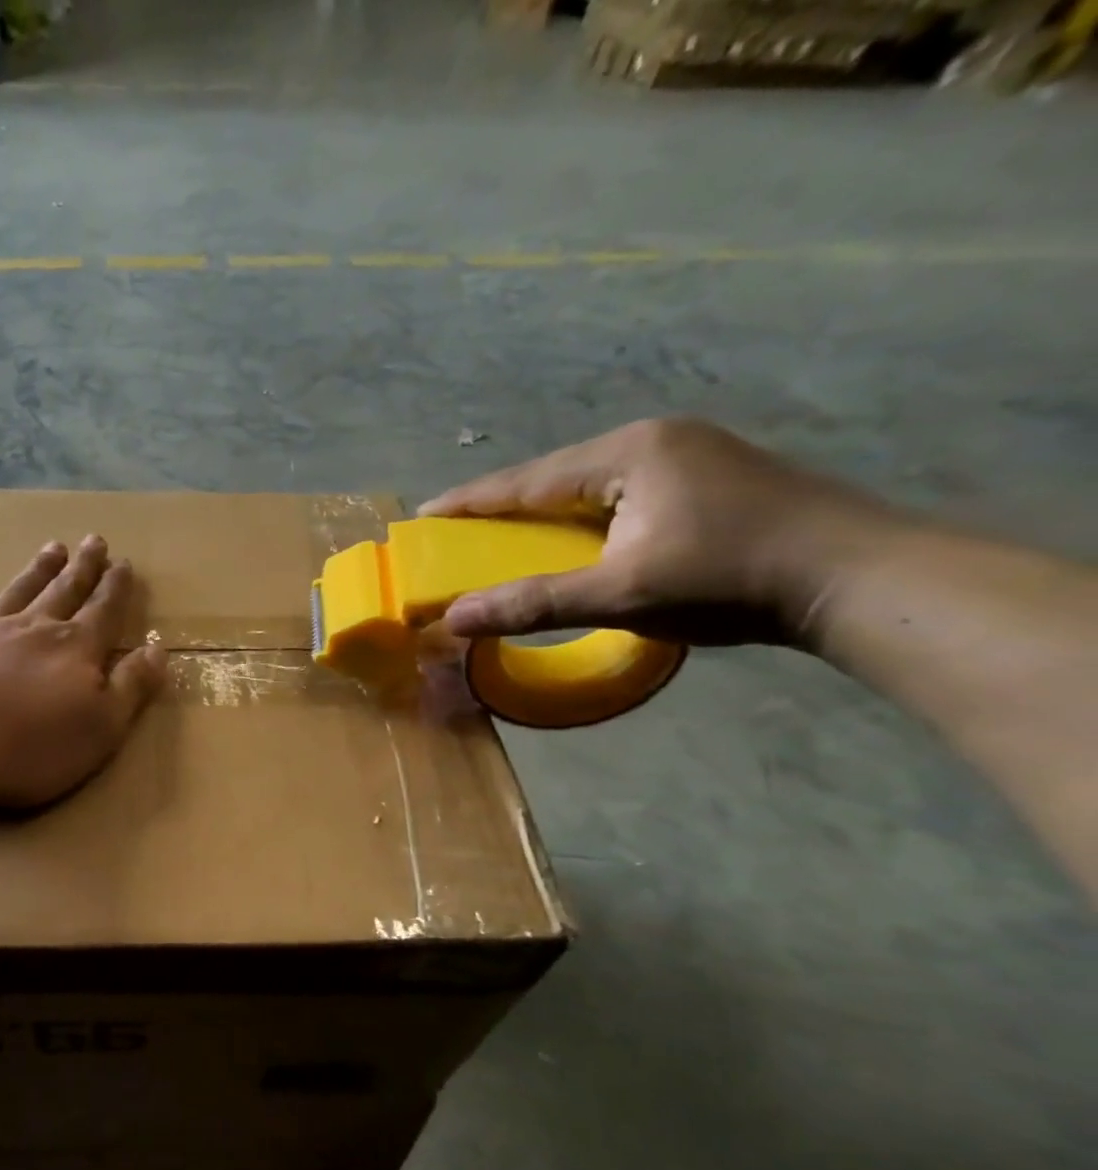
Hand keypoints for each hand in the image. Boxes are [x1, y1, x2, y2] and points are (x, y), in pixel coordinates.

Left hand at [0, 535, 165, 809]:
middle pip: (63, 592)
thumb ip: (131, 688)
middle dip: (82, 569)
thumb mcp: (101, 727)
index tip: (124, 563)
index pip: (104, 613)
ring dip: (37, 571)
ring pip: (18, 592)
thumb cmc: (29, 746)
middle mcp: (33, 631)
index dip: (116, 590)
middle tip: (94, 540)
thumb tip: (158, 650)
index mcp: (75, 651)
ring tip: (52, 548)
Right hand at [418, 418, 904, 647]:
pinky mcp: (708, 478)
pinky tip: (574, 539)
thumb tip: (453, 618)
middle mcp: (654, 439)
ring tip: (506, 539)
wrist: (856, 578)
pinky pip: (619, 495)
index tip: (423, 516)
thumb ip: (533, 603)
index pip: (527, 478)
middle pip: (555, 476)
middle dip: (504, 507)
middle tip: (459, 534)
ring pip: (589, 486)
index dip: (470, 501)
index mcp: (627, 452)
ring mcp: (688, 454)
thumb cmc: (728, 579)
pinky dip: (583, 519)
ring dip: (545, 514)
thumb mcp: (620, 593)